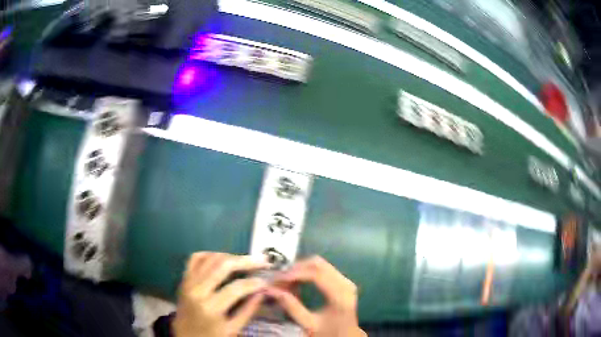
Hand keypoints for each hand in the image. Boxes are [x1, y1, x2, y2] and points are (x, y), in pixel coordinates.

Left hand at [173, 252, 270, 336]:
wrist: (184, 336)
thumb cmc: (210, 336)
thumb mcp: (233, 329)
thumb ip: (248, 310)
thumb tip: (262, 291)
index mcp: (210, 307)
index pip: (236, 288)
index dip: (254, 283)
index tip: (266, 281)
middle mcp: (197, 290)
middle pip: (222, 265)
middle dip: (245, 261)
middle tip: (262, 260)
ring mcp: (188, 282)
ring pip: (210, 258)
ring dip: (230, 256)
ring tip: (246, 260)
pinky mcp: (183, 279)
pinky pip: (195, 258)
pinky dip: (210, 254)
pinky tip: (222, 258)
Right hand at [266, 256, 365, 336]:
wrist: (347, 336)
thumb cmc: (328, 332)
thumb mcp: (308, 324)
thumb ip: (291, 307)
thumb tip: (271, 290)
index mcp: (340, 296)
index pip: (316, 274)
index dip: (295, 274)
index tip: (277, 280)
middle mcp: (345, 284)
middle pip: (318, 264)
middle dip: (296, 269)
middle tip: (279, 279)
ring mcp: (346, 281)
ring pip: (319, 264)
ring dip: (300, 269)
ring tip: (285, 281)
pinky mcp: (343, 281)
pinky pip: (323, 269)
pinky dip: (307, 272)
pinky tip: (296, 282)